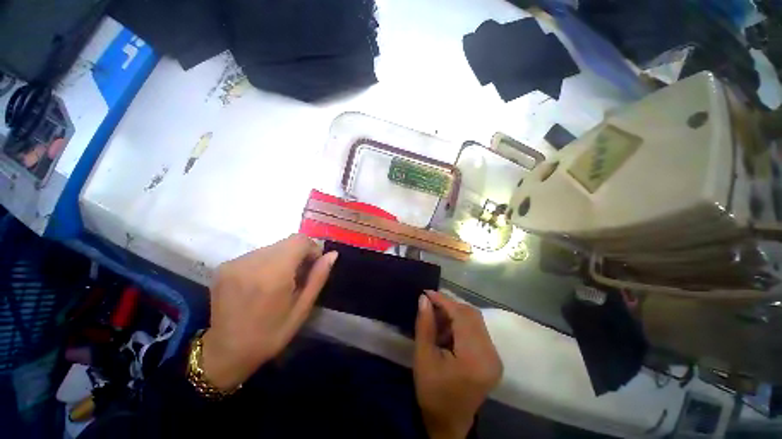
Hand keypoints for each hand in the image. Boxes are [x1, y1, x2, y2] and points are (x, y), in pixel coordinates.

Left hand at [201, 234, 336, 389]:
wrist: (226, 352)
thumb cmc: (271, 334)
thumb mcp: (302, 309)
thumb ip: (318, 277)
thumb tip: (332, 254)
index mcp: (273, 275)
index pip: (299, 240)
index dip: (311, 249)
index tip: (312, 266)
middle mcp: (251, 263)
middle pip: (286, 242)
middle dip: (298, 254)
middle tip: (298, 277)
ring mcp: (234, 263)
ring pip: (272, 247)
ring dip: (282, 258)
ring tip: (279, 282)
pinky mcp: (224, 266)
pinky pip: (257, 254)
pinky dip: (267, 262)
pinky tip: (262, 283)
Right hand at [414, 291, 502, 438]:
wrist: (448, 423)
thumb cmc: (432, 393)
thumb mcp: (423, 357)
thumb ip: (425, 325)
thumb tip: (424, 299)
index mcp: (474, 358)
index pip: (462, 316)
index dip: (444, 300)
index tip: (427, 293)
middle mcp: (491, 354)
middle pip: (472, 315)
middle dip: (449, 305)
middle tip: (430, 304)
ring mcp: (494, 356)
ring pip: (475, 320)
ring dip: (455, 313)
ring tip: (436, 317)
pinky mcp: (492, 358)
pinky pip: (476, 329)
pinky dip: (461, 323)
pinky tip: (447, 329)